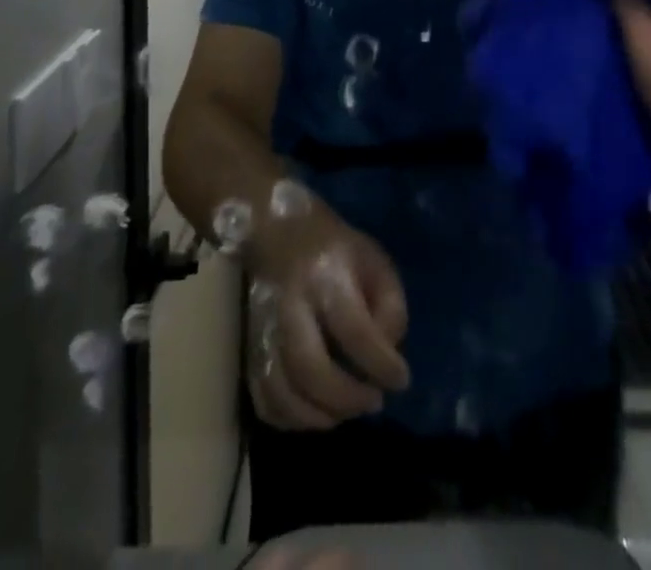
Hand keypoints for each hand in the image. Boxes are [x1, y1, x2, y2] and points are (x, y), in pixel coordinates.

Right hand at [245, 199, 410, 429]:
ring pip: (282, 392)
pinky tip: (315, 413)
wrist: (278, 231)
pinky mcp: (248, 347)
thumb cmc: (334, 246)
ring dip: (319, 416)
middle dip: (347, 398)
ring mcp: (263, 330)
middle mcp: (290, 305)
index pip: (354, 330)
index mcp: (326, 275)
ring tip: (347, 411)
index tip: (401, 379)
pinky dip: (290, 419)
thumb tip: (388, 352)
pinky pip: (263, 400)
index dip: (381, 363)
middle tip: (373, 402)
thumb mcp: (373, 258)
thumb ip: (388, 303)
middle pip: (311, 369)